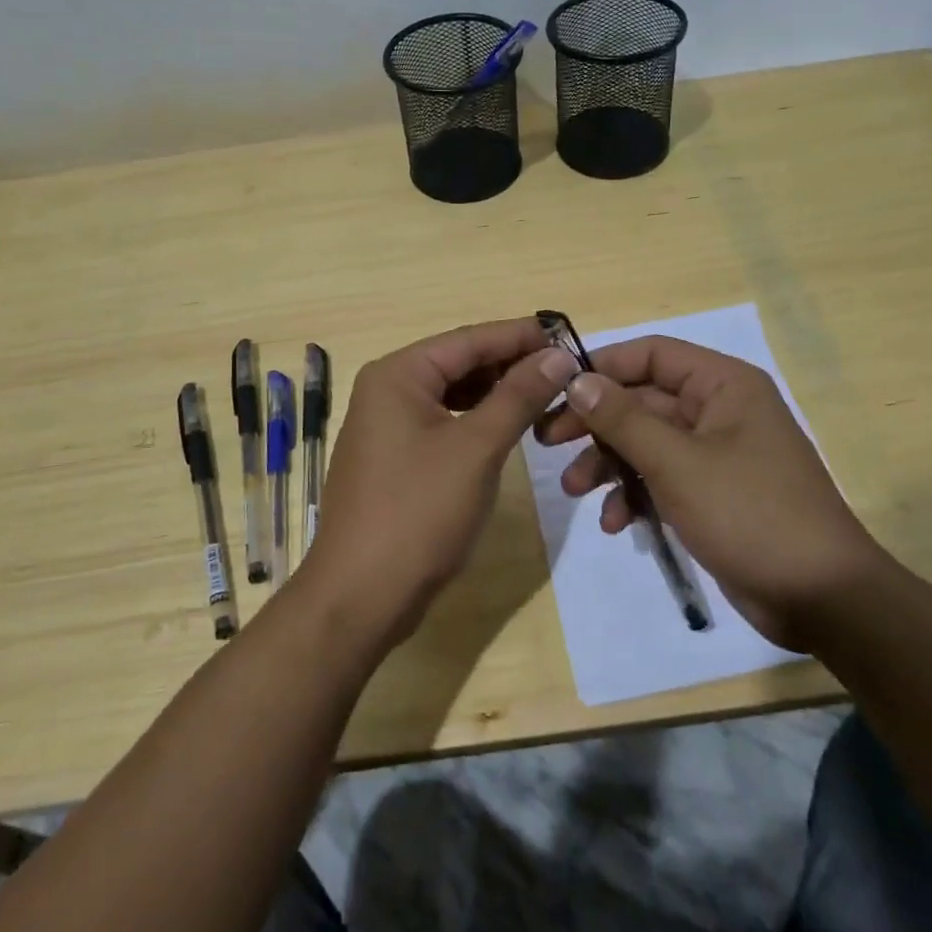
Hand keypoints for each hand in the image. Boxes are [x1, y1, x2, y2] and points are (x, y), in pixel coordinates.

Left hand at [300, 317, 578, 650]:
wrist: (361, 595)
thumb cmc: (418, 512)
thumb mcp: (477, 448)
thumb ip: (518, 396)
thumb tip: (558, 356)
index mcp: (398, 374)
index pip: (469, 339)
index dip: (521, 336)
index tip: (570, 335)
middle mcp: (387, 389)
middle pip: (459, 363)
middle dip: (511, 364)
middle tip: (566, 370)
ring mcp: (387, 425)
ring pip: (453, 394)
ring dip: (497, 393)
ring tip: (547, 395)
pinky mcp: (395, 457)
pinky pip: (443, 422)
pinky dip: (477, 420)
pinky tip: (509, 427)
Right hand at [534, 336, 886, 650]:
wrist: (821, 599)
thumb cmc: (750, 513)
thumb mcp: (677, 462)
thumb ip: (623, 418)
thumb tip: (577, 380)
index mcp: (723, 385)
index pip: (651, 354)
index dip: (603, 367)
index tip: (557, 390)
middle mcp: (719, 410)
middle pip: (642, 400)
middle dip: (596, 424)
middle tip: (549, 442)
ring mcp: (716, 453)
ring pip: (646, 442)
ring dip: (608, 463)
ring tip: (573, 490)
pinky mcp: (712, 492)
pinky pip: (662, 478)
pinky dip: (635, 494)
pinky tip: (617, 523)